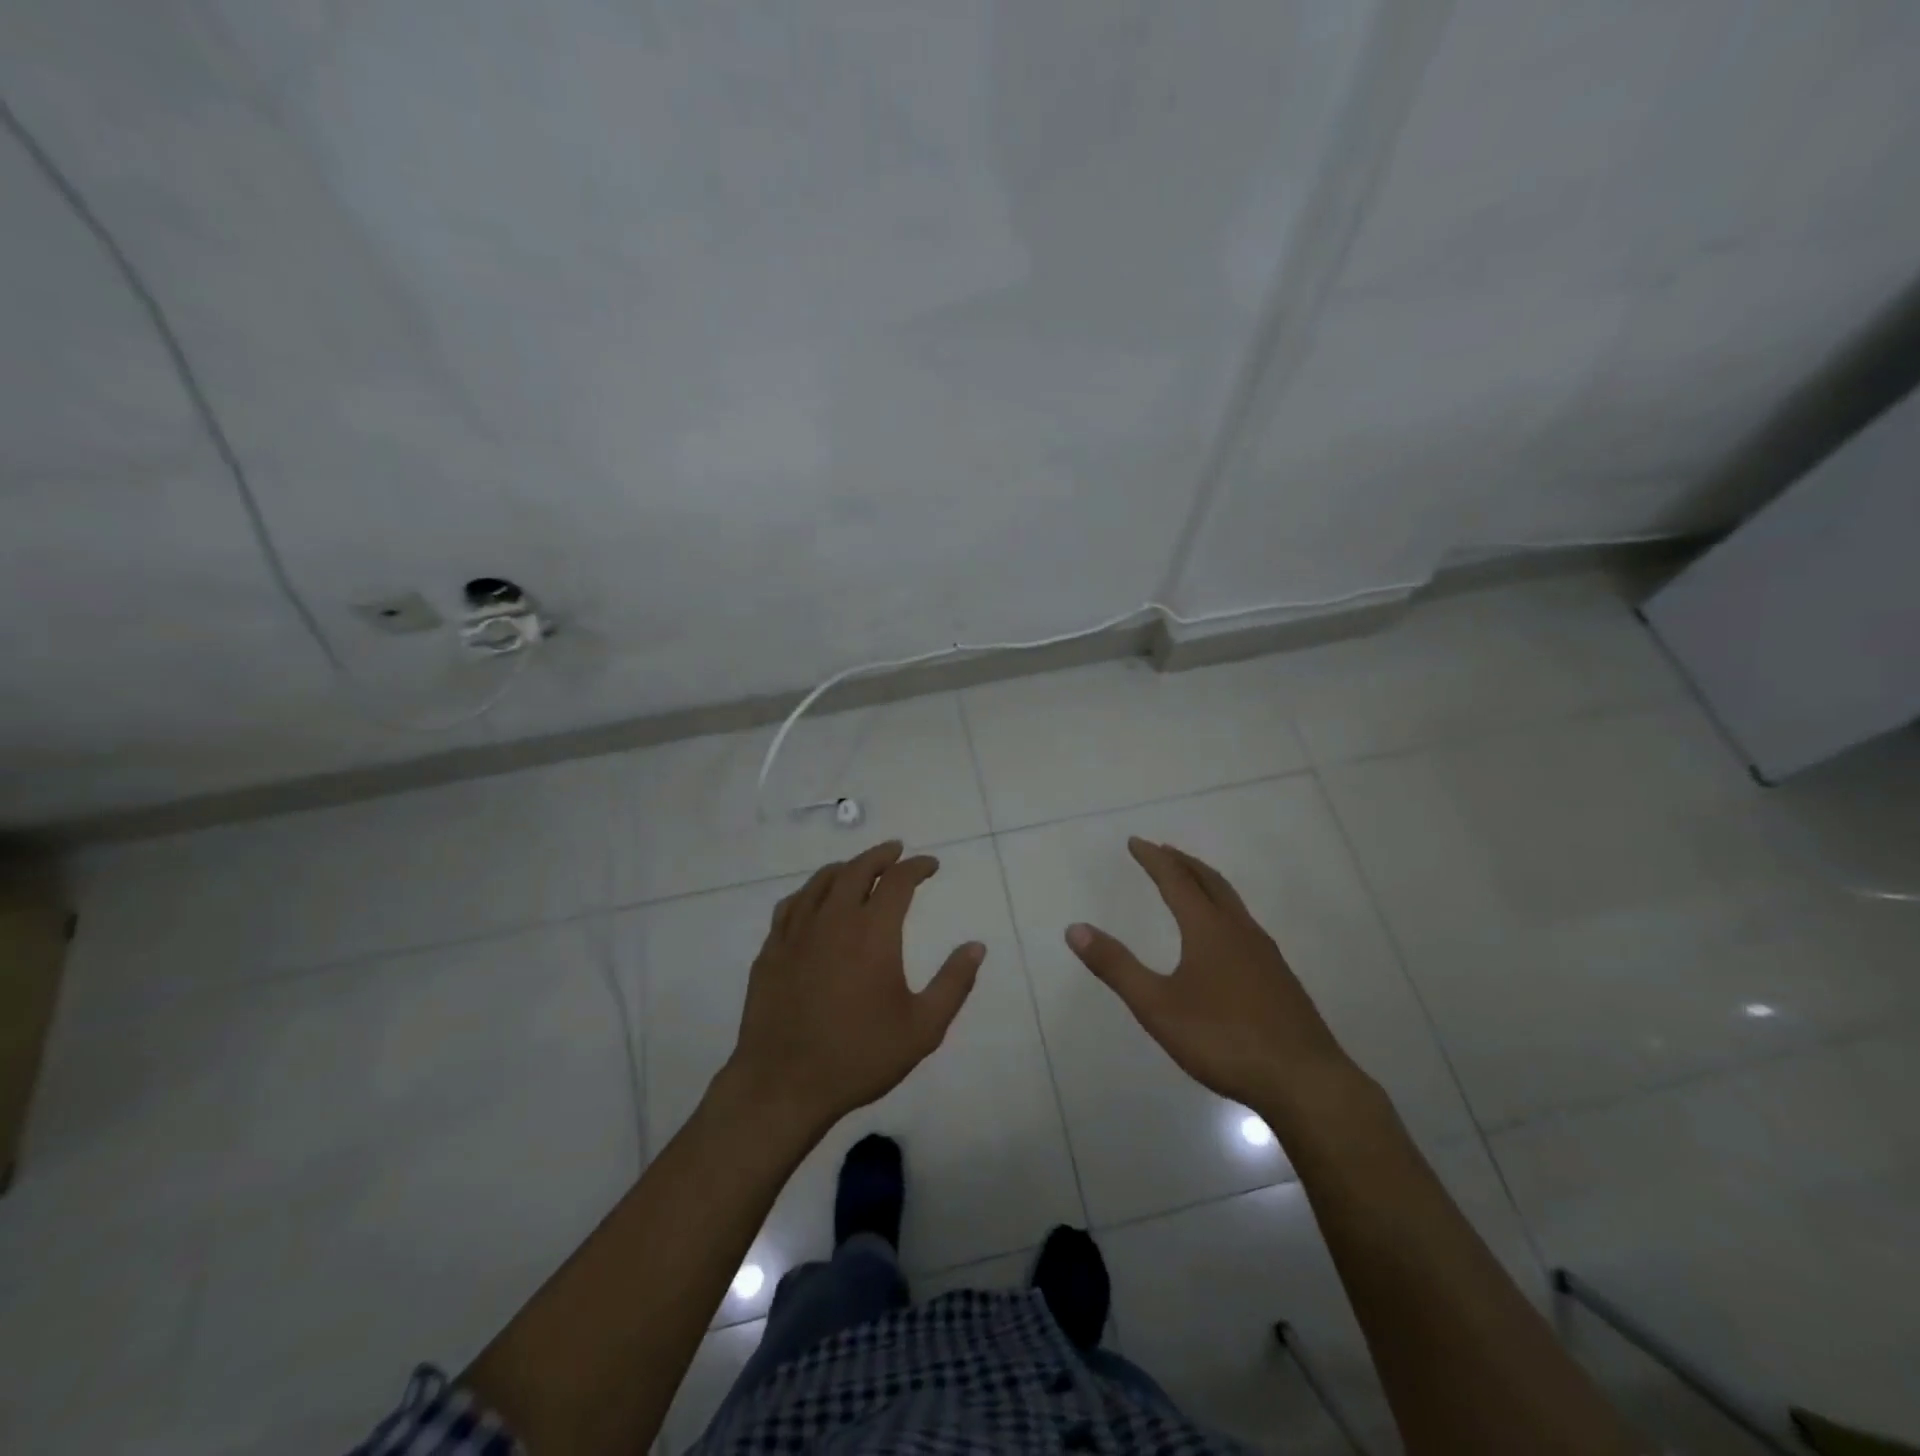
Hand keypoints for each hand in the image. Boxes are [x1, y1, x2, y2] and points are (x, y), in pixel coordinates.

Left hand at [724, 840, 983, 1135]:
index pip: (898, 881)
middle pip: (857, 869)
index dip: (917, 867)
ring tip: (858, 868)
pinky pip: (791, 905)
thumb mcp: (922, 1028)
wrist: (783, 1085)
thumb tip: (977, 947)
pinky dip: (810, 892)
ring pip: (821, 882)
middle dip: (881, 856)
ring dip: (845, 868)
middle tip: (896, 851)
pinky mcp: (771, 950)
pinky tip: (814, 900)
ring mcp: (796, 933)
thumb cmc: (859, 1056)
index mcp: (873, 932)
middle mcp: (834, 920)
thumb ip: (953, 983)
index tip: (930, 865)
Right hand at [1065, 836, 1354, 1118]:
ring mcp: (1265, 953)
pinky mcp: (1280, 978)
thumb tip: (1074, 928)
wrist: (1304, 1081)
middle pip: (1209, 882)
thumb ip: (1116, 966)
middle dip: (1182, 862)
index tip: (1135, 842)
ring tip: (1190, 883)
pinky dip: (1224, 909)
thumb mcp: (1156, 1006)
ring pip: (1232, 902)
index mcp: (1208, 929)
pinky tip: (1223, 937)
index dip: (1153, 859)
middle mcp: (1239, 930)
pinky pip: (1245, 924)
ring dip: (1206, 883)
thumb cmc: (1223, 1039)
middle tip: (1162, 851)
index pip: (1176, 880)